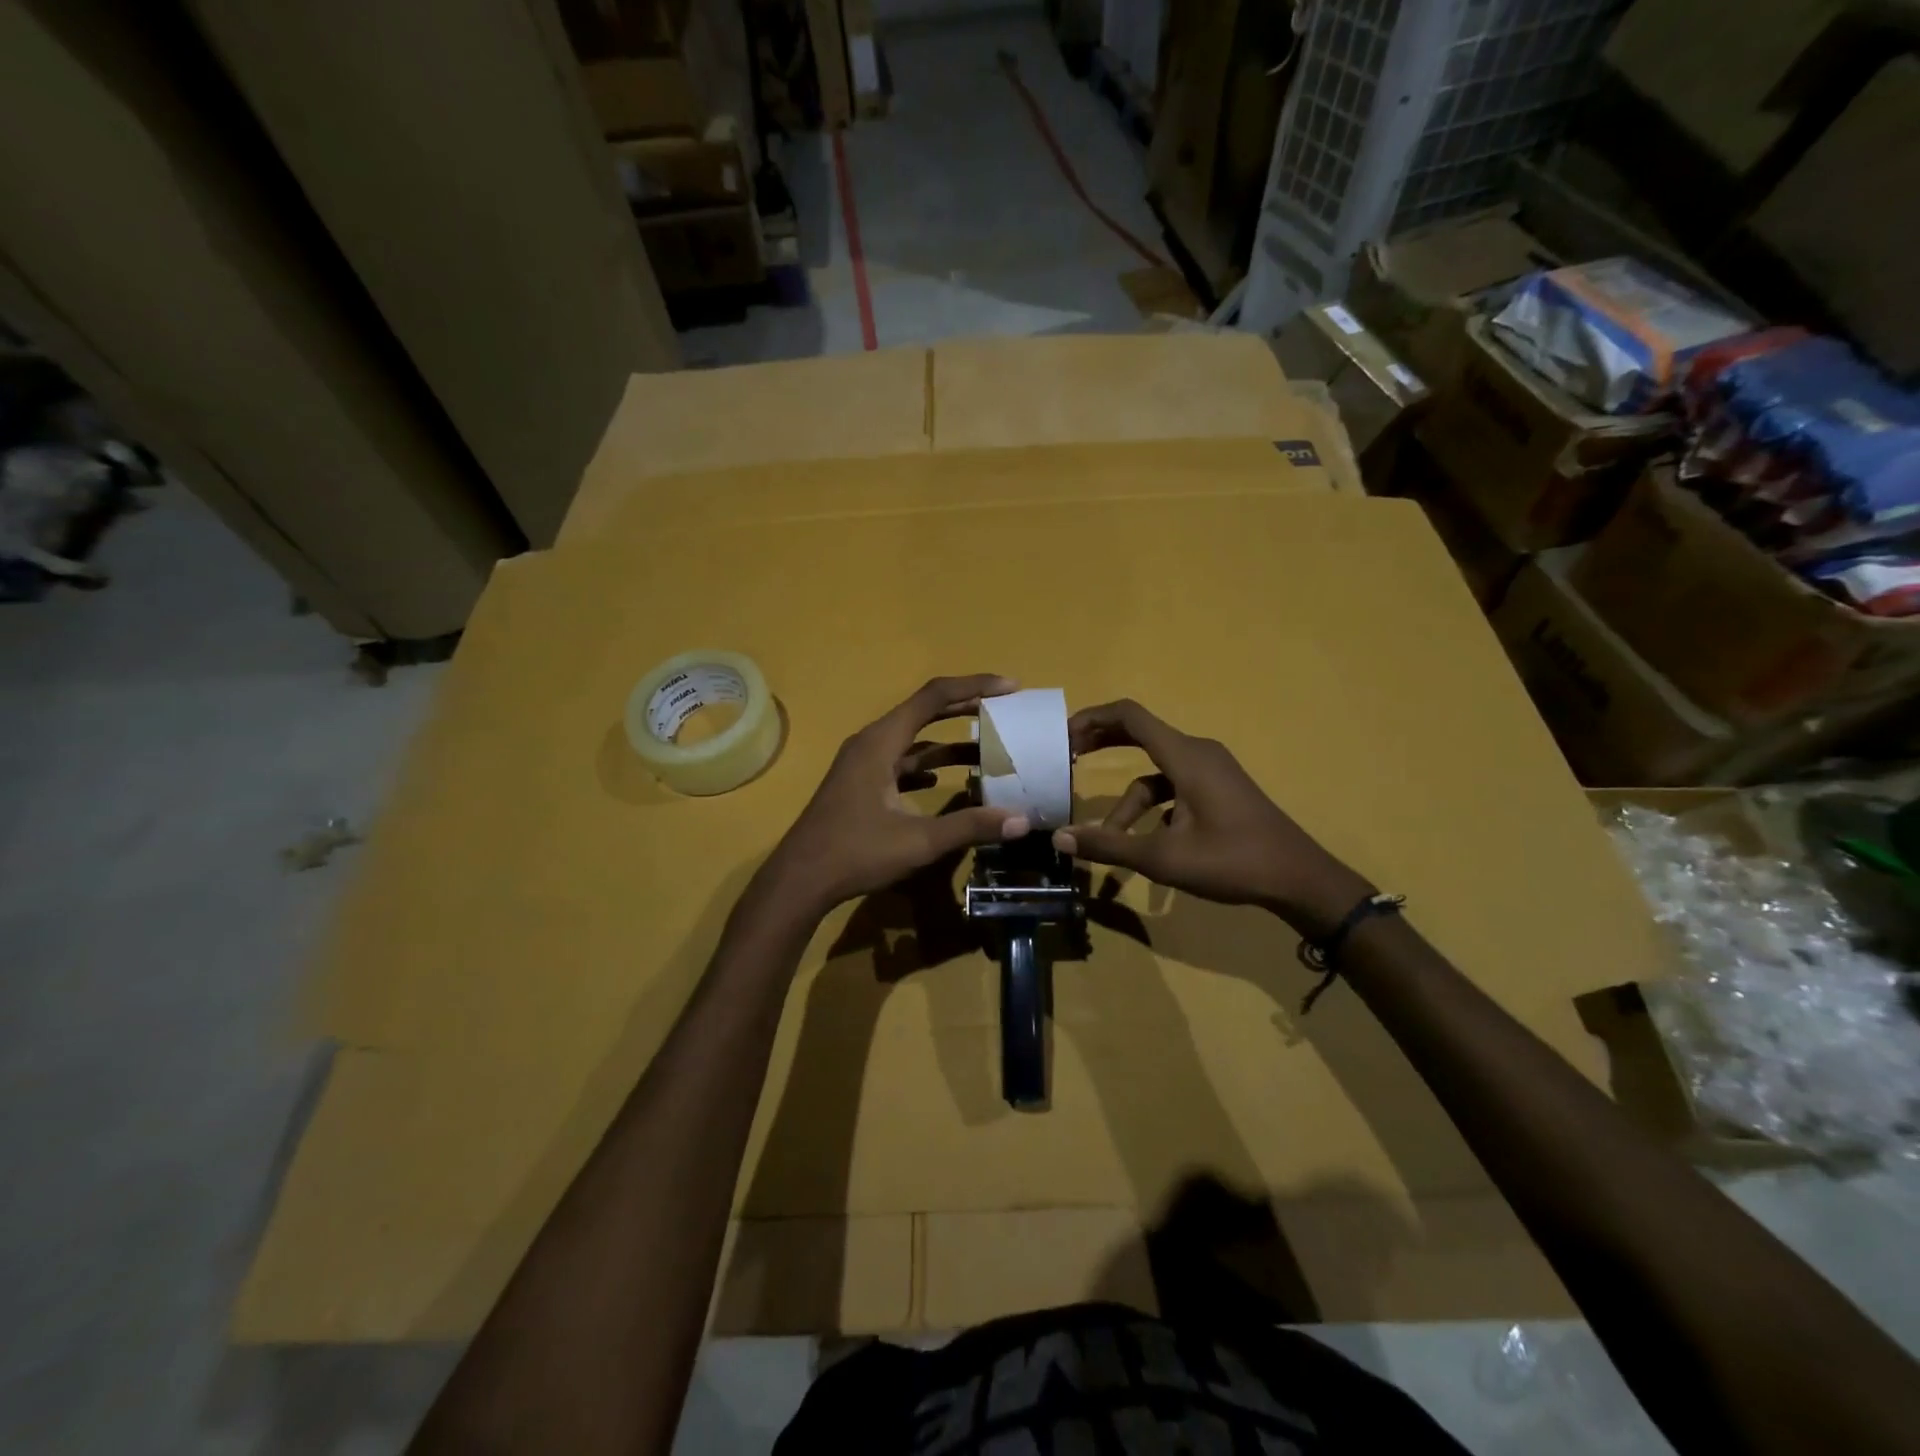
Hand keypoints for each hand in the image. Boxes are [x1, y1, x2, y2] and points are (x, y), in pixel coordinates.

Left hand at [761, 675, 1030, 916]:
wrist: (800, 880)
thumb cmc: (856, 853)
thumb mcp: (918, 841)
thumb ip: (969, 826)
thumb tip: (1020, 821)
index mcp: (881, 742)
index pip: (934, 697)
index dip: (974, 686)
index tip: (1010, 687)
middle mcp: (871, 743)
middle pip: (924, 712)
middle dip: (965, 708)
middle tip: (1005, 711)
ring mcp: (863, 764)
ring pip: (913, 741)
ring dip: (948, 744)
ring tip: (987, 750)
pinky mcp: (860, 785)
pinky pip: (900, 763)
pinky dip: (926, 766)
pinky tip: (944, 783)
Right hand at [1053, 699, 1370, 933]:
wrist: (1299, 879)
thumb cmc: (1231, 861)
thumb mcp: (1163, 857)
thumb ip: (1109, 846)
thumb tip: (1060, 839)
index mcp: (1185, 756)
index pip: (1130, 716)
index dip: (1092, 719)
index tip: (1062, 735)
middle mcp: (1198, 753)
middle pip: (1140, 734)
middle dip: (1102, 744)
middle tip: (1068, 757)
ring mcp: (1212, 771)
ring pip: (1156, 773)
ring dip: (1128, 801)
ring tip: (1108, 837)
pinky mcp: (1220, 789)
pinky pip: (1174, 787)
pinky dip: (1154, 808)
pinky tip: (1147, 841)